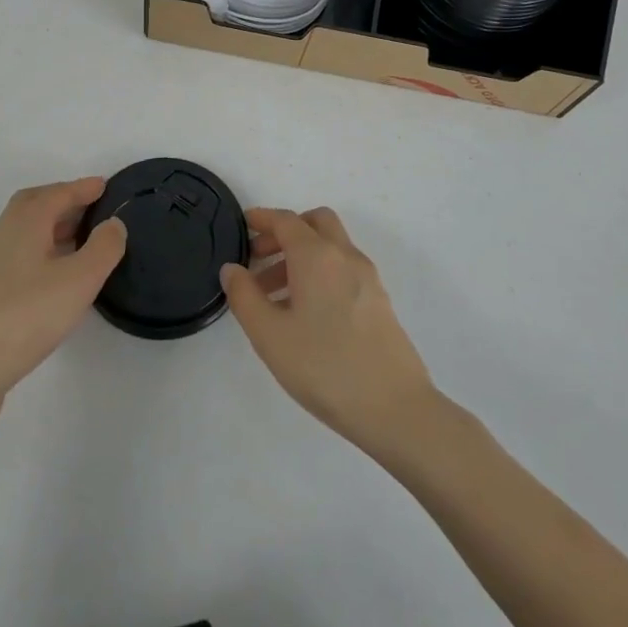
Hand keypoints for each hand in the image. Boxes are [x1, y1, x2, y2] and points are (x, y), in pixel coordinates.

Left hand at [0, 178, 126, 408]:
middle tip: (89, 207)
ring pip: (22, 230)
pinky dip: (38, 249)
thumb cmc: (28, 316)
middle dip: (62, 200)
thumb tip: (113, 224)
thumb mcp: (80, 280)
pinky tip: (51, 274)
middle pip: (33, 205)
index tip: (104, 185)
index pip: (57, 194)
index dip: (82, 188)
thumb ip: (103, 248)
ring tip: (77, 239)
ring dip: (49, 226)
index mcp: (24, 224)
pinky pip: (16, 253)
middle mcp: (2, 234)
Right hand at [221, 207, 435, 453]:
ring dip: (302, 256)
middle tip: (260, 258)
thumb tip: (233, 269)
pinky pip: (344, 270)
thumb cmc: (324, 367)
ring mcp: (368, 278)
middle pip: (315, 223)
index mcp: (317, 256)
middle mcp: (345, 256)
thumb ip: (245, 297)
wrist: (395, 407)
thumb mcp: (270, 336)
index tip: (243, 226)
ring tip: (274, 297)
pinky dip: (321, 273)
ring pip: (331, 247)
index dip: (262, 218)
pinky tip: (305, 314)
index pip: (286, 221)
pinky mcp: (379, 301)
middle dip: (286, 232)